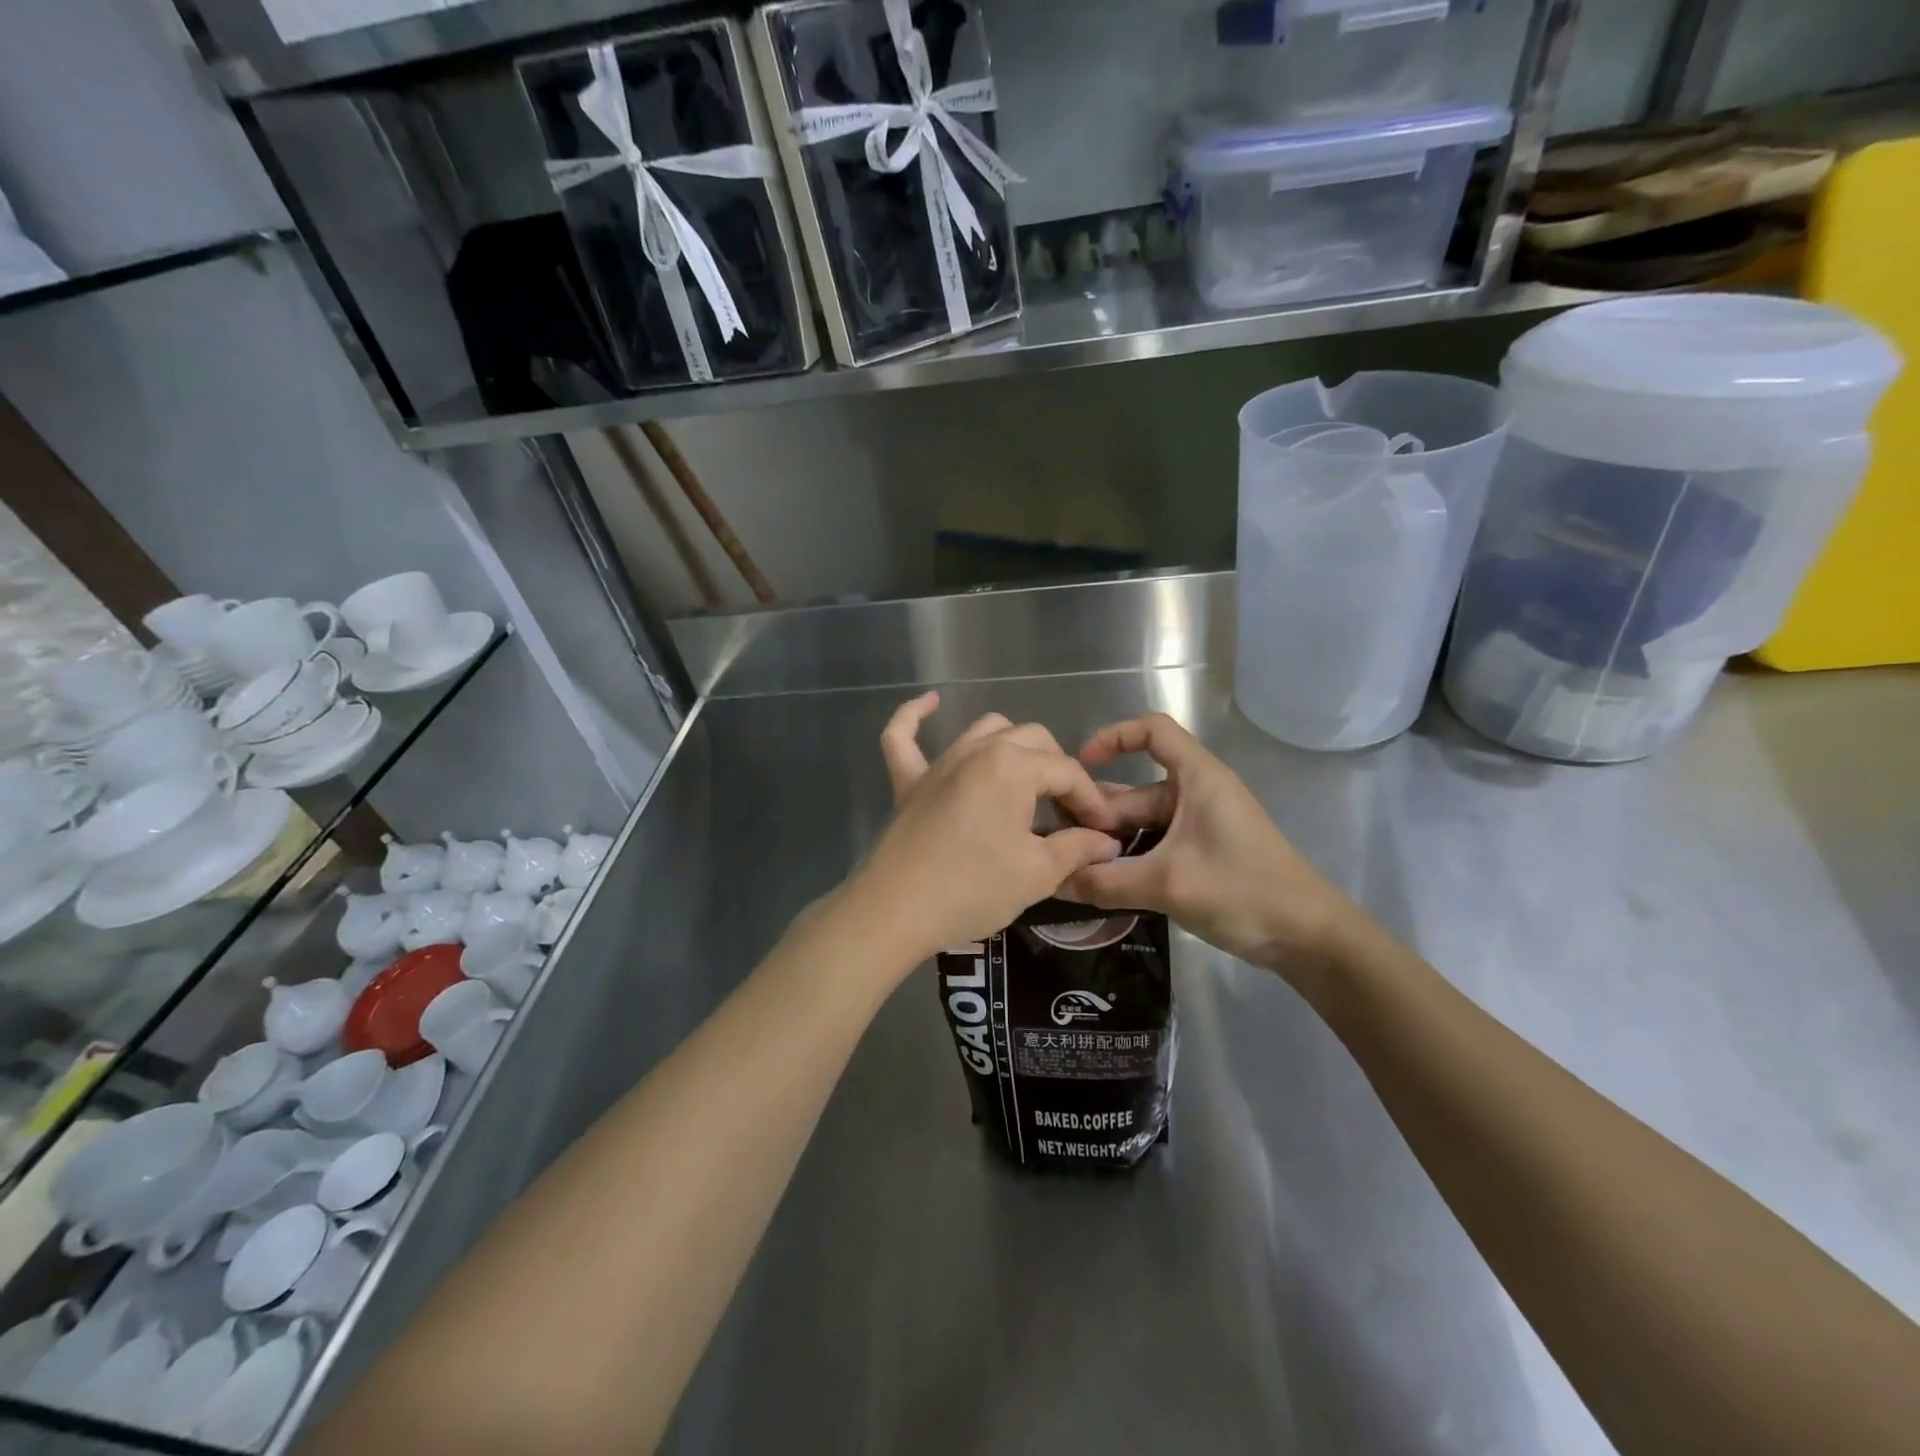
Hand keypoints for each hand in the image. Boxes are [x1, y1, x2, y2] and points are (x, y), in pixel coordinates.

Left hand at [842, 691, 1122, 966]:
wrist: (897, 911)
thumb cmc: (974, 889)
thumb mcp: (1037, 873)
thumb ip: (1077, 848)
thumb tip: (1106, 842)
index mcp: (1013, 766)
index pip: (1067, 771)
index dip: (1091, 800)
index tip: (1104, 832)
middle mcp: (977, 750)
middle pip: (1033, 740)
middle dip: (1058, 772)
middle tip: (1067, 815)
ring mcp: (939, 762)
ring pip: (986, 730)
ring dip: (1013, 746)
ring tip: (1027, 781)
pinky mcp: (909, 781)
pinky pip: (904, 736)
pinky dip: (916, 716)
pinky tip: (931, 702)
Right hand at [1060, 713, 1361, 982]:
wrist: (1308, 937)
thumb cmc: (1243, 891)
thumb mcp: (1168, 884)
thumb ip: (1105, 881)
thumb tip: (1051, 880)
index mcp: (1196, 779)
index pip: (1152, 731)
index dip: (1114, 737)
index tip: (1080, 764)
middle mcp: (1195, 794)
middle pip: (1134, 790)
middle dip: (1097, 814)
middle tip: (1058, 844)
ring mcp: (1198, 826)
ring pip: (1141, 824)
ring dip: (1109, 842)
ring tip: (1069, 866)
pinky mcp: (1200, 854)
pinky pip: (1153, 846)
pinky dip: (1128, 860)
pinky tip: (1100, 883)